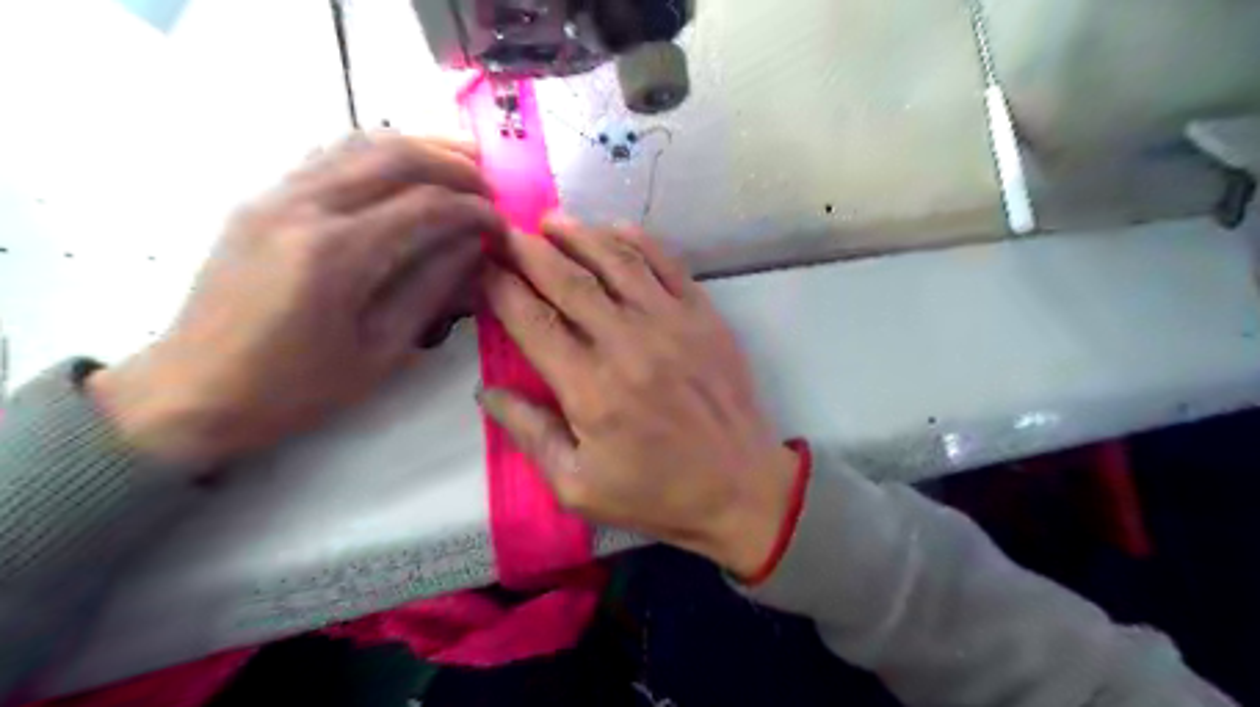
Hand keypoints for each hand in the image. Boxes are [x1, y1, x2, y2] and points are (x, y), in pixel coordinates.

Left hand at [87, 131, 503, 473]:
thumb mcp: (380, 351)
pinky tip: (404, 173)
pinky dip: (379, 154)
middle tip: (488, 189)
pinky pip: (330, 154)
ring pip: (361, 143)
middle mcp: (304, 207)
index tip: (502, 226)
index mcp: (336, 255)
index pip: (426, 206)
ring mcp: (276, 195)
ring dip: (419, 148)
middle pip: (395, 155)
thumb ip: (431, 290)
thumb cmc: (295, 388)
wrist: (193, 391)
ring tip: (459, 167)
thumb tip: (473, 248)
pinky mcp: (263, 198)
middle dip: (454, 166)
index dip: (475, 211)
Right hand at [480, 214, 796, 579]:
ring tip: (551, 221)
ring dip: (579, 235)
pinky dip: (637, 240)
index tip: (481, 265)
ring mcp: (671, 323)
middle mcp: (627, 343)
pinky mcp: (704, 316)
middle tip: (505, 229)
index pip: (532, 321)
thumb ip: (529, 434)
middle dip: (529, 250)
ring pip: (616, 261)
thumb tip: (487, 390)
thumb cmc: (655, 493)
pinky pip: (666, 264)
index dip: (501, 288)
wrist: (740, 487)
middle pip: (568, 280)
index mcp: (589, 388)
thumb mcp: (577, 487)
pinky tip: (614, 228)